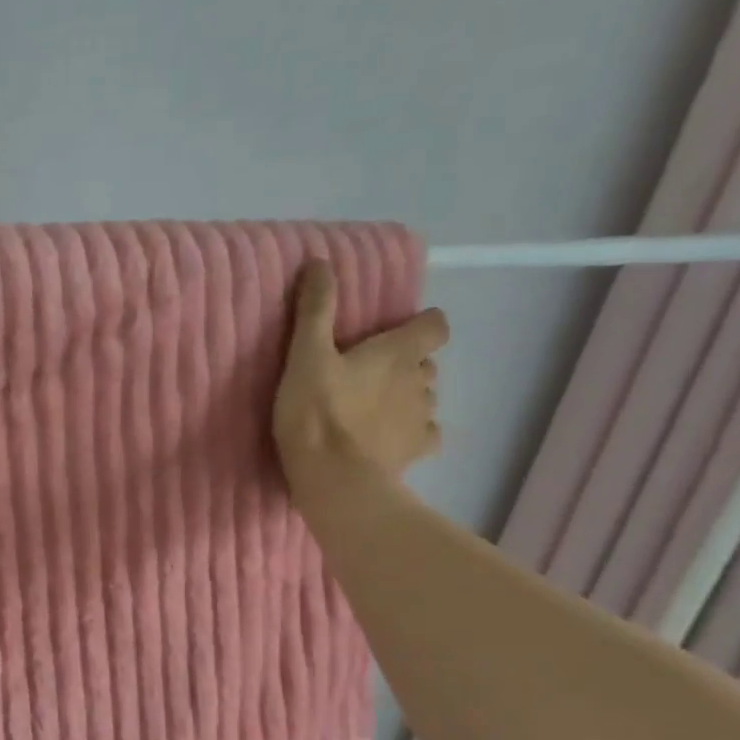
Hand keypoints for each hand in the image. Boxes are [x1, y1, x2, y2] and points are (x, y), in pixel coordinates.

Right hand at [273, 261, 449, 502]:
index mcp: (398, 353)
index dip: (421, 324)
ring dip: (406, 397)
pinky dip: (410, 432)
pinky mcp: (416, 452)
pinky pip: (424, 435)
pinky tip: (387, 439)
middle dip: (406, 364)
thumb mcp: (305, 355)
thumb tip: (320, 261)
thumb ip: (315, 309)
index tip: (397, 330)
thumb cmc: (317, 411)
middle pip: (426, 363)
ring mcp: (422, 418)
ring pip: (425, 398)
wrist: (333, 477)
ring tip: (373, 408)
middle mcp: (421, 381)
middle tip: (369, 372)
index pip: (434, 325)